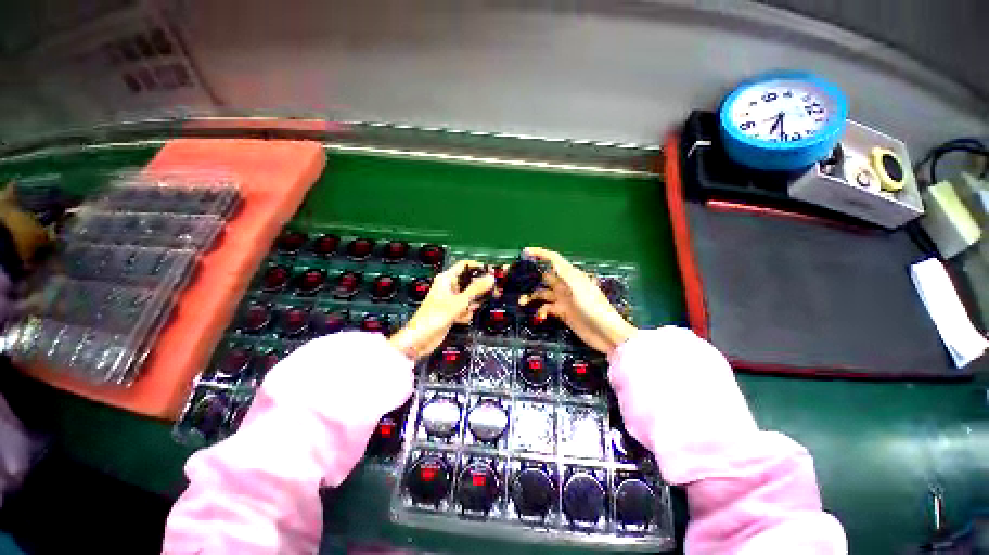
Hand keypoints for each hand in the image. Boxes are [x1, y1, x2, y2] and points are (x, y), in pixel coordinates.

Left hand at [388, 260, 494, 359]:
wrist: (420, 339)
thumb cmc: (434, 317)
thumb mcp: (459, 301)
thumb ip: (476, 289)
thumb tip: (491, 277)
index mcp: (447, 279)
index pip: (465, 266)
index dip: (479, 267)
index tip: (493, 272)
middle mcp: (449, 287)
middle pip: (470, 282)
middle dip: (479, 289)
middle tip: (493, 292)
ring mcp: (451, 299)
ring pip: (469, 296)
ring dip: (472, 304)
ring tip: (468, 310)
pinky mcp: (452, 311)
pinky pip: (465, 308)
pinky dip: (466, 313)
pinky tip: (460, 319)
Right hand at [519, 247, 636, 354]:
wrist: (606, 333)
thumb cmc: (594, 307)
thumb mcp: (579, 287)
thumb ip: (564, 273)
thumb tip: (549, 258)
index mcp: (570, 275)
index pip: (553, 259)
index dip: (540, 254)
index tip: (524, 252)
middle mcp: (565, 285)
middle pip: (544, 276)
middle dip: (529, 277)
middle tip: (513, 281)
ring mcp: (563, 299)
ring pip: (542, 293)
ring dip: (531, 296)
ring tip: (521, 303)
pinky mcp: (562, 313)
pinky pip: (546, 308)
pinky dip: (541, 311)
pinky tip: (540, 316)